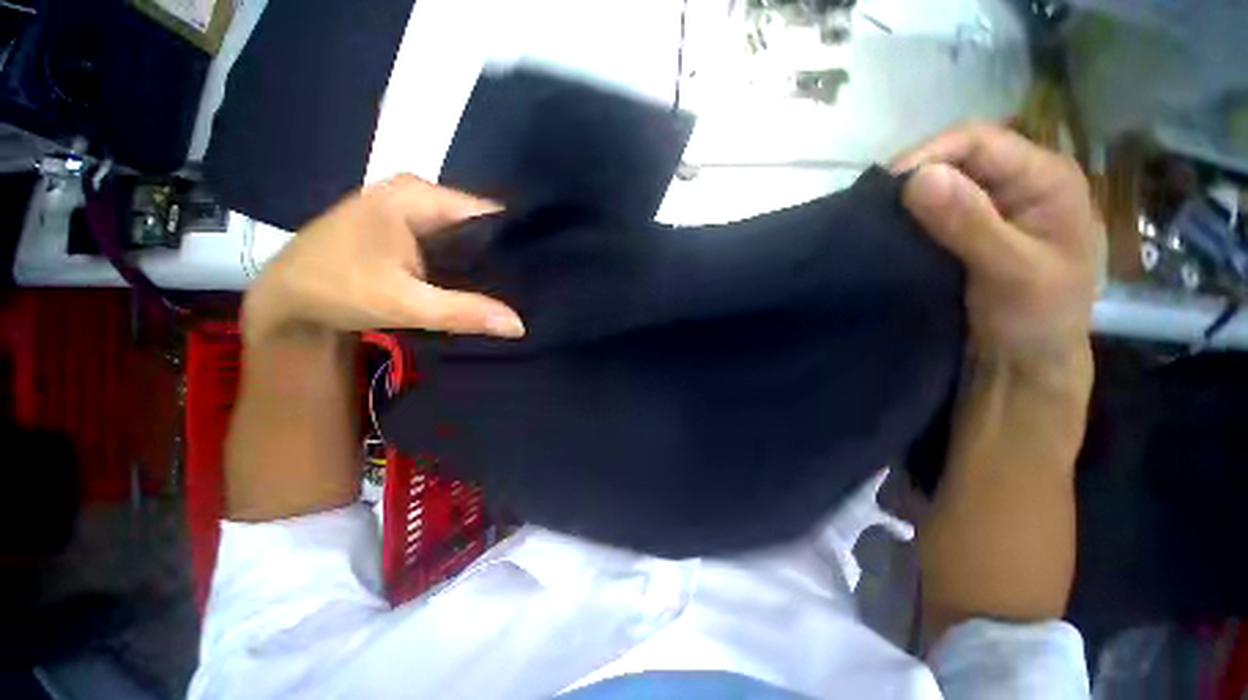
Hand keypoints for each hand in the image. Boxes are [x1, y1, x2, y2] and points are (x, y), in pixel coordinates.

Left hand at [242, 175, 524, 342]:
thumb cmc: (336, 290)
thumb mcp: (404, 303)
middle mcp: (417, 193)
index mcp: (418, 196)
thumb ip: (464, 312)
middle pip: (478, 222)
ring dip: (485, 259)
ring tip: (515, 286)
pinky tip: (481, 281)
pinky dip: (465, 260)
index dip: (515, 241)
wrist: (286, 298)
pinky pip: (449, 240)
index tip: (540, 269)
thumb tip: (520, 325)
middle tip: (530, 284)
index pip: (487, 213)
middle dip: (502, 253)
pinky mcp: (404, 226)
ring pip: (464, 233)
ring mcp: (409, 208)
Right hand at [892, 124, 1096, 377]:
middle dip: (913, 178)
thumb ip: (970, 224)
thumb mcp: (1010, 272)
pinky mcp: (967, 231)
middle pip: (956, 158)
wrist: (1024, 363)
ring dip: (906, 201)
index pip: (978, 142)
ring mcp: (992, 207)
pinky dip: (907, 219)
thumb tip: (917, 178)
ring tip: (874, 220)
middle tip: (873, 208)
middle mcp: (1018, 182)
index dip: (929, 155)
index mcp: (1045, 178)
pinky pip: (931, 212)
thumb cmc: (1036, 320)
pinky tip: (888, 233)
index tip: (884, 189)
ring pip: (940, 185)